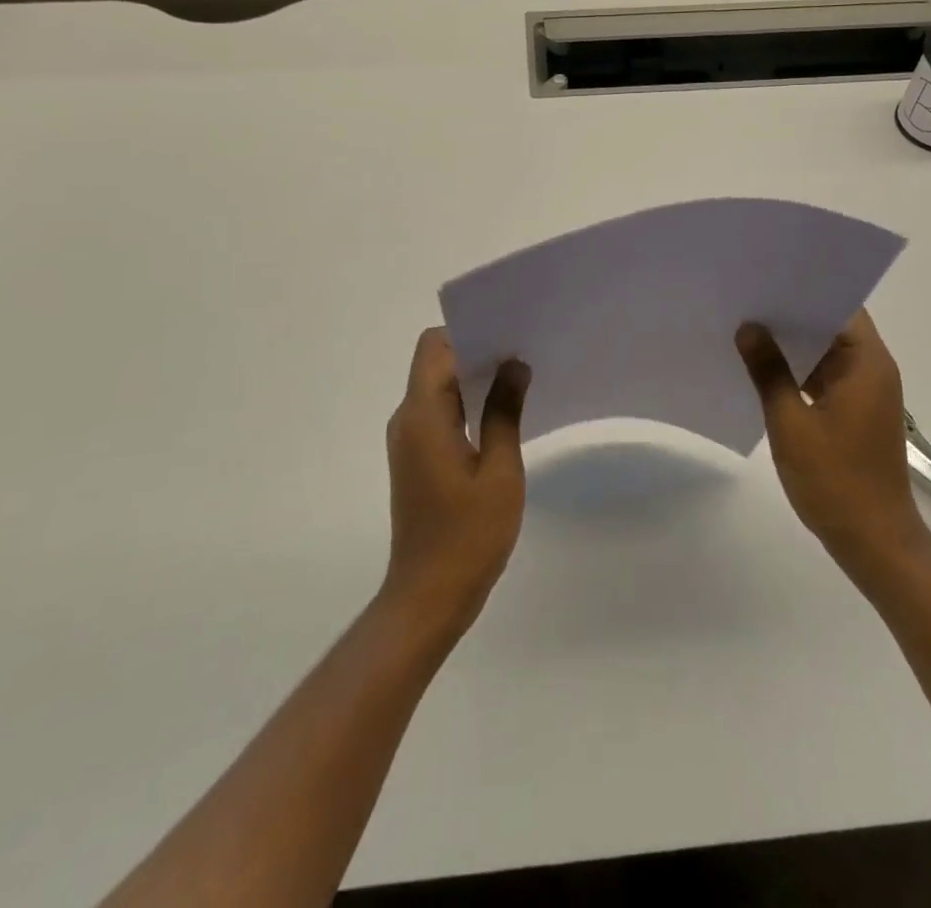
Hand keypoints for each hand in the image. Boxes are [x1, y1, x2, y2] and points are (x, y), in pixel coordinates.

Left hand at [381, 328, 529, 642]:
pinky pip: (439, 412)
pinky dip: (466, 404)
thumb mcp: (499, 471)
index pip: (435, 347)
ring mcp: (409, 439)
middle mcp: (407, 419)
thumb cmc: (468, 535)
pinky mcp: (416, 458)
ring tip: (519, 379)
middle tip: (523, 353)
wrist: (428, 597)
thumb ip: (504, 412)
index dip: (468, 333)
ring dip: (473, 378)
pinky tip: (501, 415)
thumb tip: (514, 365)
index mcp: (423, 415)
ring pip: (437, 387)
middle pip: (434, 362)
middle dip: (476, 351)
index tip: (508, 335)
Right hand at [735, 310, 930, 590]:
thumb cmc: (835, 480)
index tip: (768, 278)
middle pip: (833, 327)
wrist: (874, 542)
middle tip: (747, 299)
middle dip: (793, 315)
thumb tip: (749, 328)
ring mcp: (865, 393)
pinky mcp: (856, 414)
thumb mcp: (791, 422)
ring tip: (748, 328)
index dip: (806, 290)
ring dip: (794, 345)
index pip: (841, 307)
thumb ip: (769, 371)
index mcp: (867, 363)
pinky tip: (764, 369)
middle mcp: (873, 370)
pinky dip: (800, 371)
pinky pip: (826, 377)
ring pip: (827, 353)